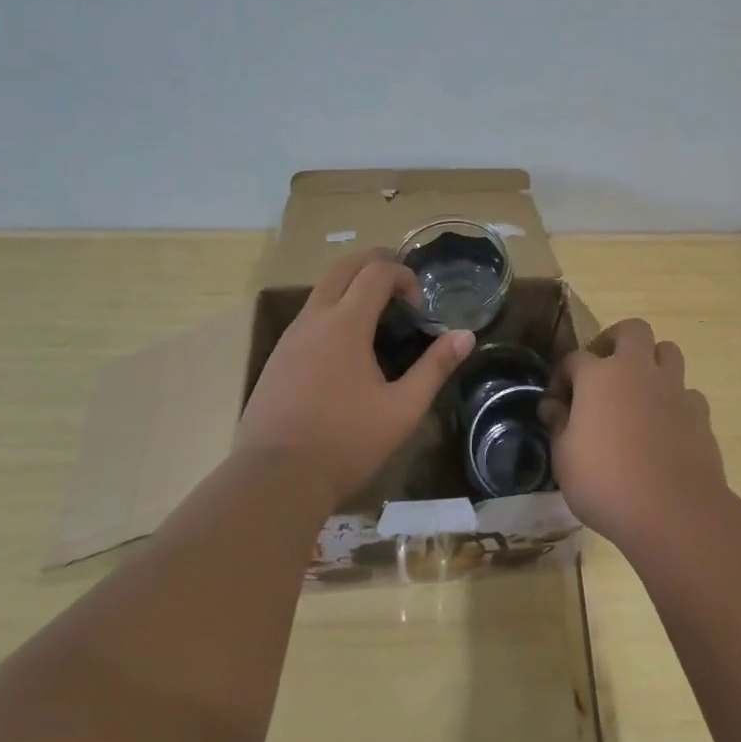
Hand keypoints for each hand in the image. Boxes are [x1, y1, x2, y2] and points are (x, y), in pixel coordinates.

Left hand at [235, 249, 473, 511]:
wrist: (275, 479)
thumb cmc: (345, 442)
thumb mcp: (402, 409)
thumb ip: (434, 368)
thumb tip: (465, 336)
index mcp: (345, 325)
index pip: (375, 273)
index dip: (403, 275)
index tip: (420, 302)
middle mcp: (313, 319)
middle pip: (342, 268)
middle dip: (373, 262)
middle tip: (400, 280)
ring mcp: (290, 338)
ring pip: (321, 290)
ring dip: (351, 286)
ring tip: (379, 312)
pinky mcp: (277, 358)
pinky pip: (308, 316)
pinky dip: (333, 310)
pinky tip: (347, 346)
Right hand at [541, 319, 727, 547]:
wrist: (673, 511)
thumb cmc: (606, 483)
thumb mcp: (564, 459)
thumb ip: (558, 426)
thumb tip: (553, 407)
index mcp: (599, 376)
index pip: (575, 358)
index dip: (562, 376)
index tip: (557, 402)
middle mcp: (638, 371)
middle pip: (632, 330)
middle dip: (615, 341)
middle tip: (604, 369)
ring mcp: (674, 389)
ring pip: (668, 351)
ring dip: (652, 362)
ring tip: (638, 391)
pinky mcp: (700, 414)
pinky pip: (687, 393)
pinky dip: (675, 401)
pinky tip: (666, 427)